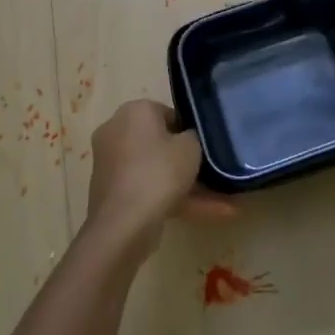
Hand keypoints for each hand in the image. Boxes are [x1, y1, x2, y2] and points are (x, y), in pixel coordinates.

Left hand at [85, 100, 235, 257]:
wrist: (122, 224)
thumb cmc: (159, 172)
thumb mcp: (191, 147)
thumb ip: (194, 136)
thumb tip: (188, 138)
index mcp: (134, 110)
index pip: (168, 114)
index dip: (190, 131)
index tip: (205, 148)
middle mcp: (117, 130)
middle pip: (160, 144)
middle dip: (187, 162)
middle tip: (213, 174)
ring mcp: (111, 163)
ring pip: (156, 171)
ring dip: (186, 186)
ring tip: (223, 204)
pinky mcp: (111, 192)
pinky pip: (147, 189)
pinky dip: (172, 199)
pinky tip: (205, 215)